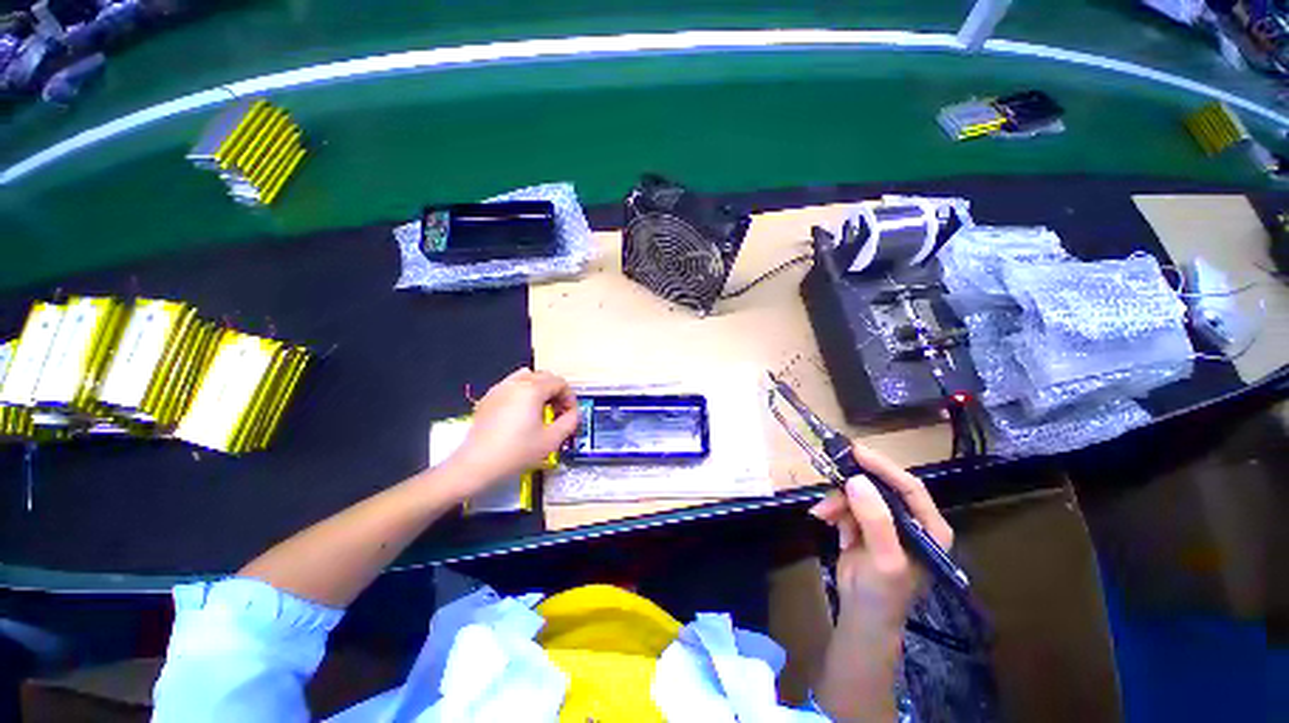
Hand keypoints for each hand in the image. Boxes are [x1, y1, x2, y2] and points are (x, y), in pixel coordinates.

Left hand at [442, 368, 579, 495]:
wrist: (475, 464)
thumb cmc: (517, 452)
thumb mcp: (551, 440)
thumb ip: (570, 421)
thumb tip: (574, 413)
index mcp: (533, 389)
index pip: (560, 383)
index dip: (570, 397)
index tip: (570, 415)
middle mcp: (516, 382)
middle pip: (545, 376)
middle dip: (557, 391)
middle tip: (559, 412)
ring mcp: (500, 388)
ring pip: (528, 377)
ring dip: (541, 389)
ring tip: (542, 409)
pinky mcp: (488, 397)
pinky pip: (512, 385)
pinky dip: (523, 392)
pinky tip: (522, 412)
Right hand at [808, 442, 953, 631]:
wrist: (860, 616)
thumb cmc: (883, 594)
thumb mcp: (884, 559)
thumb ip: (875, 520)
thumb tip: (855, 480)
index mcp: (928, 527)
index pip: (909, 487)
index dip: (884, 467)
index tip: (855, 452)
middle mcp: (909, 519)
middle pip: (880, 487)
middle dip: (852, 486)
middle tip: (829, 476)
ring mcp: (884, 521)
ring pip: (858, 494)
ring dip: (837, 501)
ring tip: (821, 514)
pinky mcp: (863, 524)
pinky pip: (845, 504)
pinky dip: (833, 509)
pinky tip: (824, 519)